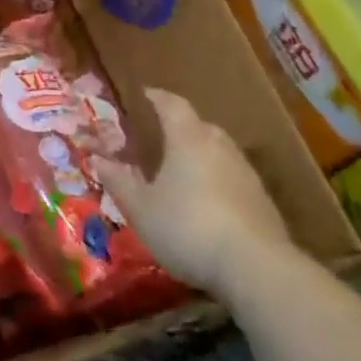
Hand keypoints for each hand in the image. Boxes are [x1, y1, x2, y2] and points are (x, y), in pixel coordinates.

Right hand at [93, 88, 290, 293]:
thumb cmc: (187, 228)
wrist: (255, 267)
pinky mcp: (262, 201)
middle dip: (181, 126)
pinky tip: (209, 202)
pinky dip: (218, 180)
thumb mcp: (141, 209)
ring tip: (184, 169)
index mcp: (188, 139)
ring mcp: (246, 173)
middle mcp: (219, 147)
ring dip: (202, 154)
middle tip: (163, 134)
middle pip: (200, 125)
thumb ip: (119, 182)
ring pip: (220, 151)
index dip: (158, 97)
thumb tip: (97, 158)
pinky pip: (234, 177)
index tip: (146, 93)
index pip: (173, 105)